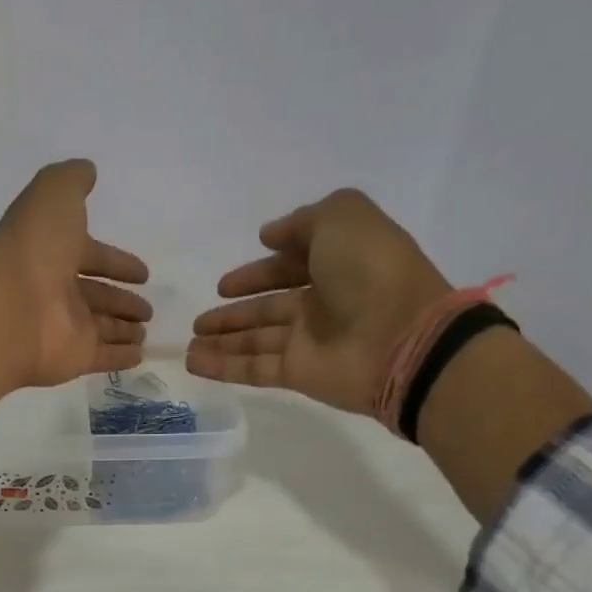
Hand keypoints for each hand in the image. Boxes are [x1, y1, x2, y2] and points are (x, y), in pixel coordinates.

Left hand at [0, 160, 151, 428]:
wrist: (10, 308)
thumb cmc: (34, 248)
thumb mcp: (53, 195)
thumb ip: (72, 180)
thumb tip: (88, 170)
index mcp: (52, 253)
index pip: (91, 256)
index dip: (117, 262)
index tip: (143, 273)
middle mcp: (57, 291)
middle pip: (97, 296)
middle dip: (122, 301)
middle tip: (147, 308)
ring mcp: (65, 328)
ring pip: (101, 328)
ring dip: (123, 328)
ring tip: (146, 329)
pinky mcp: (74, 358)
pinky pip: (103, 357)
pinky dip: (122, 356)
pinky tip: (141, 355)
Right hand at [186, 188, 452, 415]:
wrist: (403, 338)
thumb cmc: (373, 270)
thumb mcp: (344, 217)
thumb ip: (304, 220)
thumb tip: (268, 235)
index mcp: (336, 263)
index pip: (289, 266)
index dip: (257, 272)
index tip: (225, 283)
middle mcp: (322, 303)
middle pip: (267, 308)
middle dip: (233, 313)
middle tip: (200, 319)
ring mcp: (309, 341)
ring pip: (255, 340)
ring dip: (222, 340)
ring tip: (188, 343)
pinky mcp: (298, 374)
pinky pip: (253, 368)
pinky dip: (223, 366)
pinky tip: (193, 362)